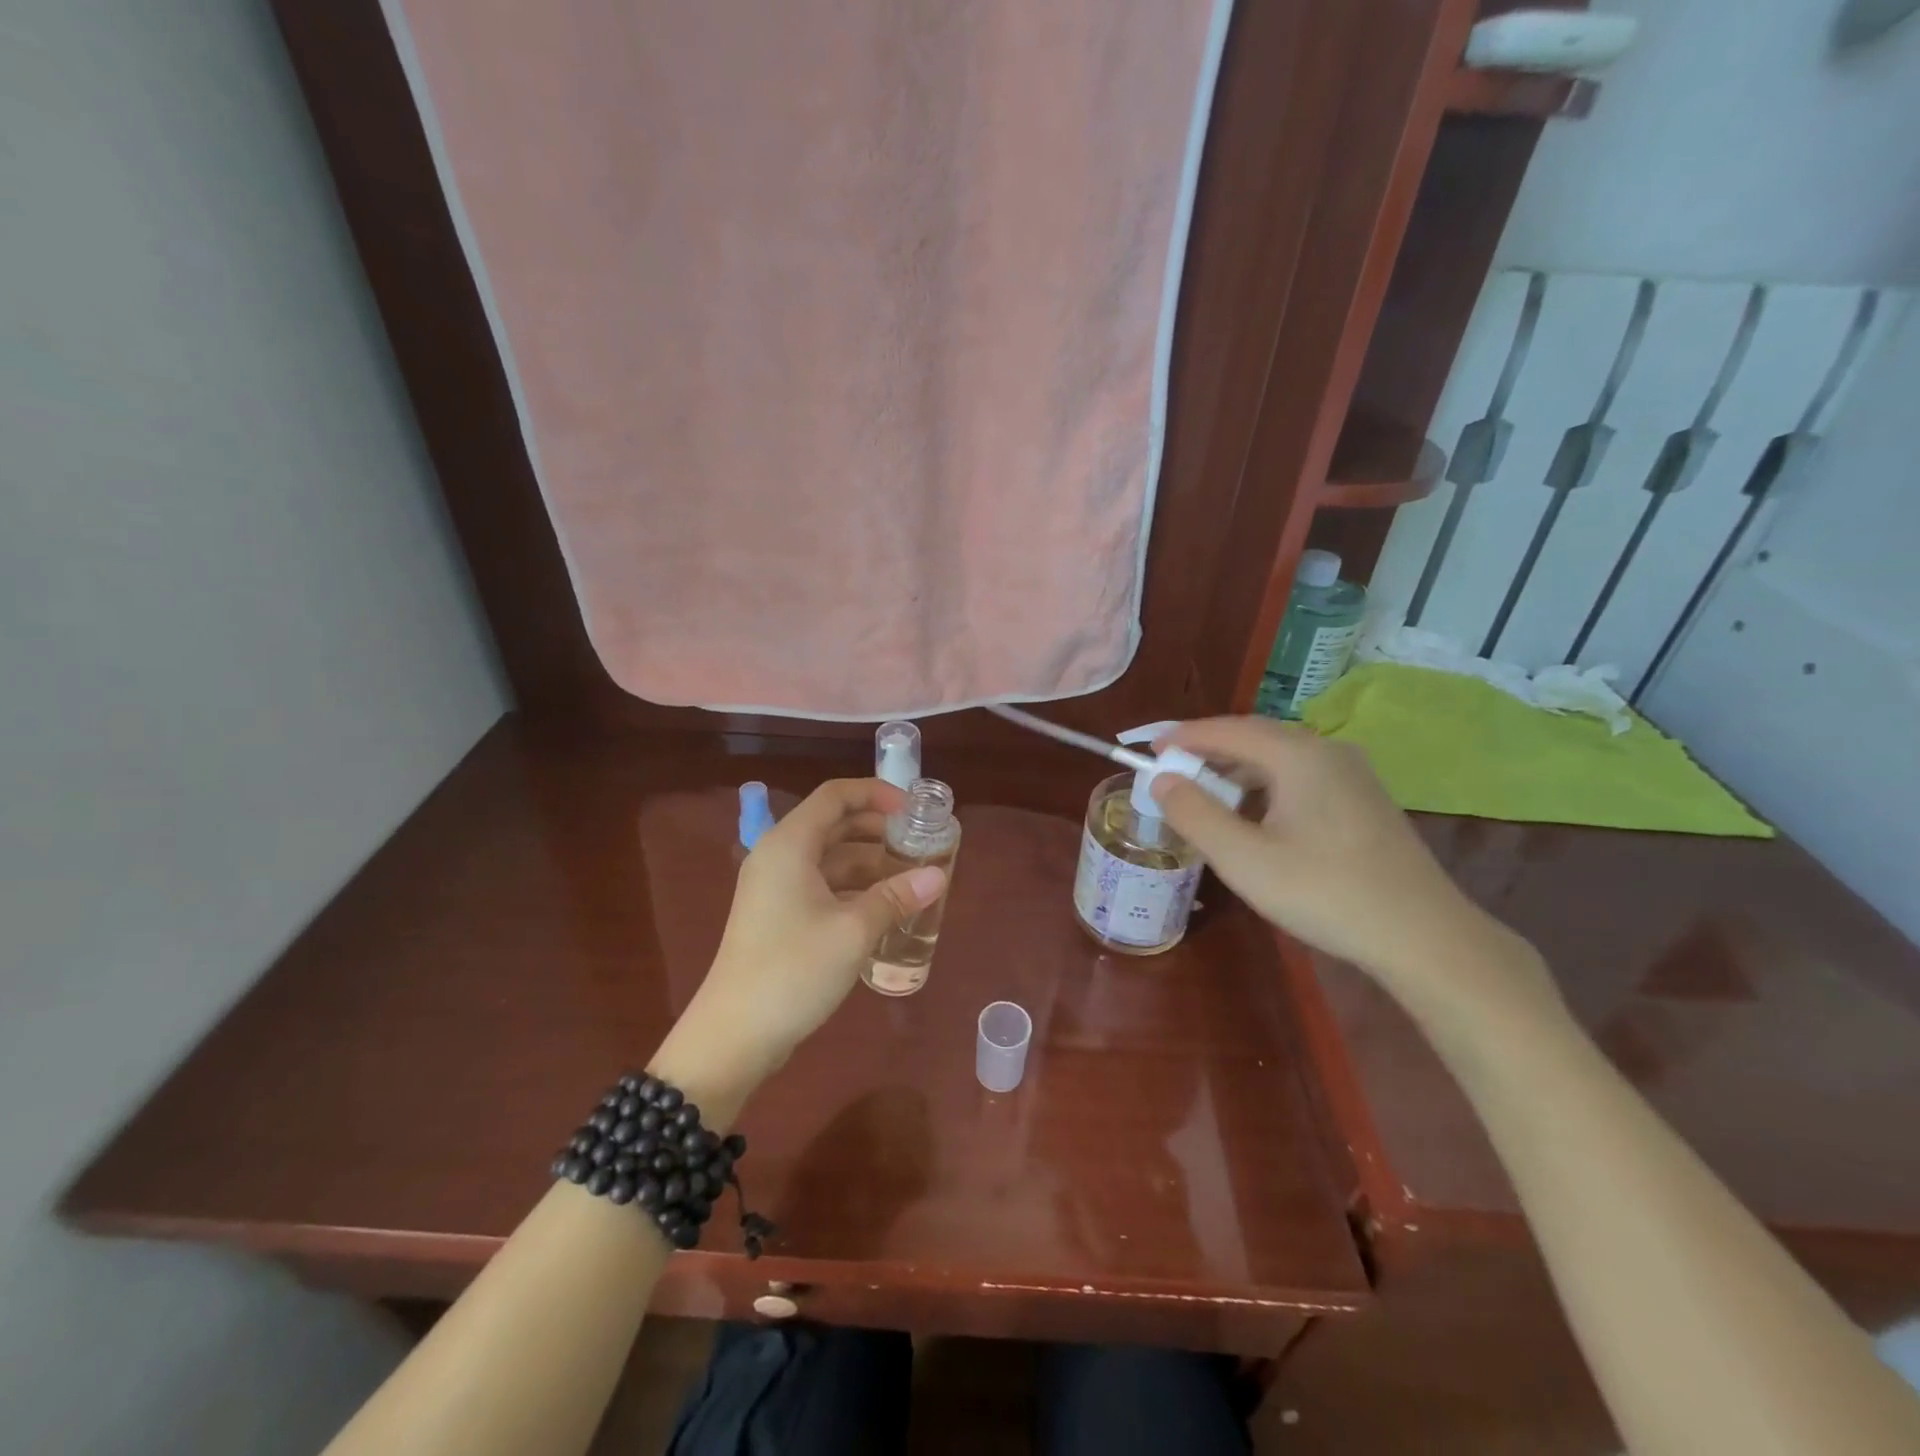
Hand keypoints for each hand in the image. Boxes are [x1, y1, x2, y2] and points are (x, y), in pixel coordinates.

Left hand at [667, 779, 946, 1092]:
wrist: (734, 1036)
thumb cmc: (793, 971)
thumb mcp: (853, 931)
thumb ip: (896, 897)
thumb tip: (938, 876)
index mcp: (790, 844)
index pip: (836, 795)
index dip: (877, 794)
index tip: (914, 811)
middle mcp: (779, 856)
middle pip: (834, 824)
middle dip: (879, 829)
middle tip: (920, 844)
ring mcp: (776, 887)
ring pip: (830, 857)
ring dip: (870, 862)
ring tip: (912, 876)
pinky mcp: (778, 915)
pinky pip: (822, 884)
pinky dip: (854, 887)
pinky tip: (885, 907)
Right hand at [1149, 718, 1545, 1015]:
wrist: (1423, 936)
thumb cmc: (1325, 892)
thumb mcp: (1244, 859)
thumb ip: (1195, 814)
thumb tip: (1162, 780)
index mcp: (1298, 755)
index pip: (1228, 730)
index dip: (1184, 737)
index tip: (1149, 751)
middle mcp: (1327, 751)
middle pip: (1255, 738)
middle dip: (1208, 751)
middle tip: (1171, 772)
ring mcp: (1352, 774)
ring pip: (1279, 758)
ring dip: (1237, 771)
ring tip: (1205, 795)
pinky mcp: (1364, 800)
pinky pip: (1300, 777)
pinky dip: (1265, 786)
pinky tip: (1254, 816)